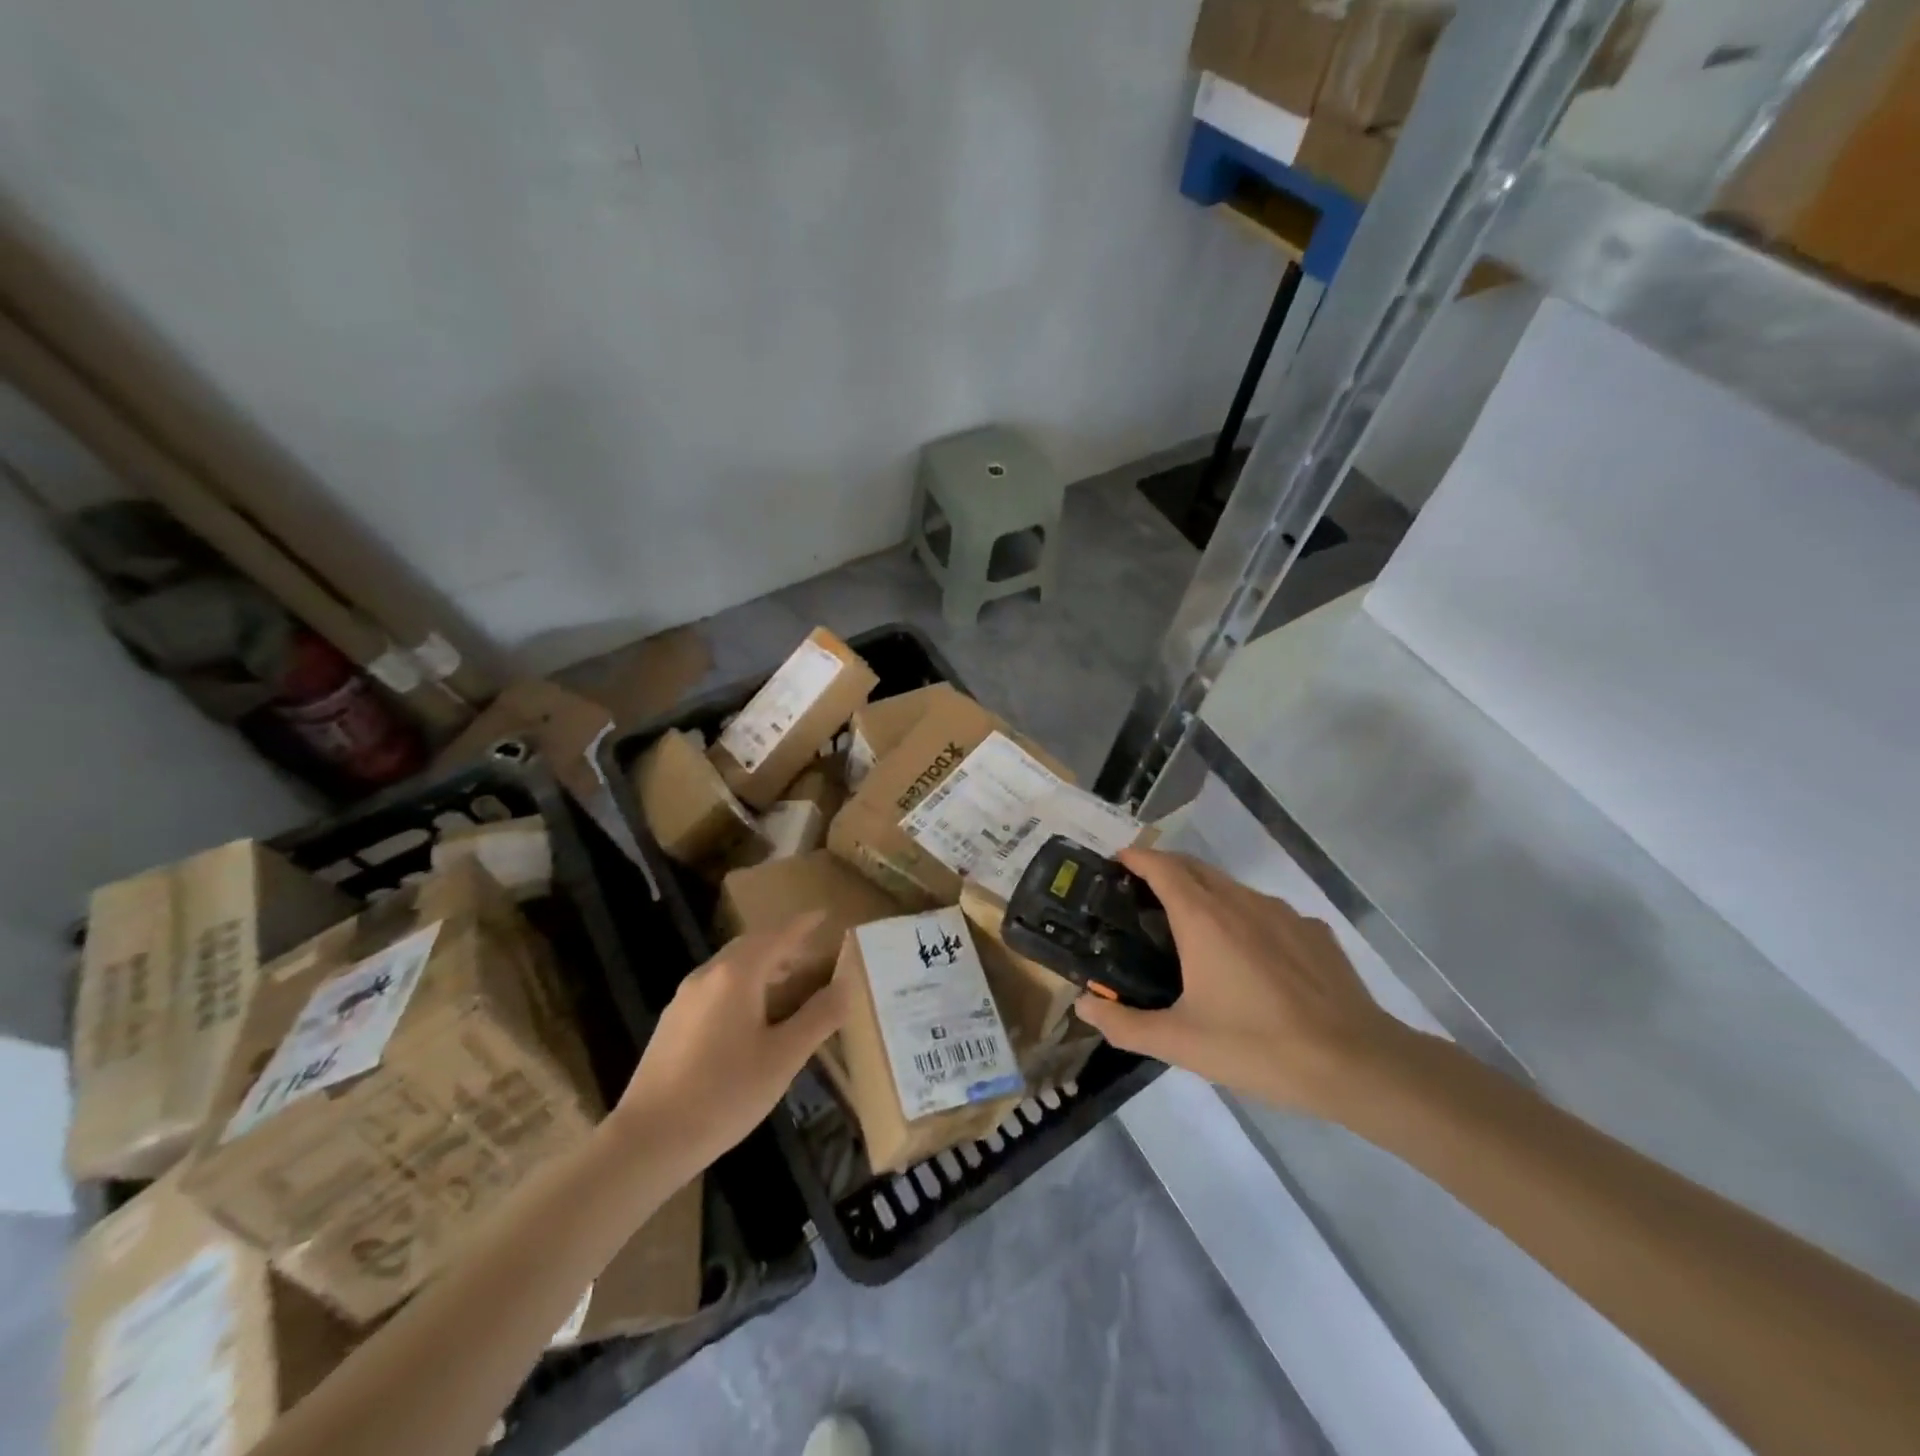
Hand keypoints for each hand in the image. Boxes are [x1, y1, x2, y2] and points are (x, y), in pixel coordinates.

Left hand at [615, 913, 843, 1173]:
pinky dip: (743, 987)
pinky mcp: (672, 1023)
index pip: (777, 935)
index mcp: (736, 974)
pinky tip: (753, 1019)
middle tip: (813, 954)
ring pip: (731, 968)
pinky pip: (716, 988)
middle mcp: (707, 976)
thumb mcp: (783, 1057)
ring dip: (763, 968)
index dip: (803, 924)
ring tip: (790, 987)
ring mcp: (684, 999)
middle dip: (783, 945)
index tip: (824, 914)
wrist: (647, 1140)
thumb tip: (846, 984)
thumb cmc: (724, 1094)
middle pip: (751, 946)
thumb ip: (818, 1017)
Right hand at [1072, 849, 1405, 1116]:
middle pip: (1194, 867)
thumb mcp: (1181, 1043)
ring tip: (1191, 927)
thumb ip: (1125, 1025)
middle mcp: (1241, 901)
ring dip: (1204, 892)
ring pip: (1231, 887)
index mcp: (1203, 918)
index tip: (1116, 862)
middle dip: (1165, 869)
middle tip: (1141, 895)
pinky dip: (1244, 917)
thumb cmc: (1258, 1046)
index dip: (1136, 857)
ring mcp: (1282, 912)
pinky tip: (1249, 958)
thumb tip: (1083, 1008)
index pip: (1162, 866)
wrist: (1355, 1063)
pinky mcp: (1313, 931)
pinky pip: (1266, 911)